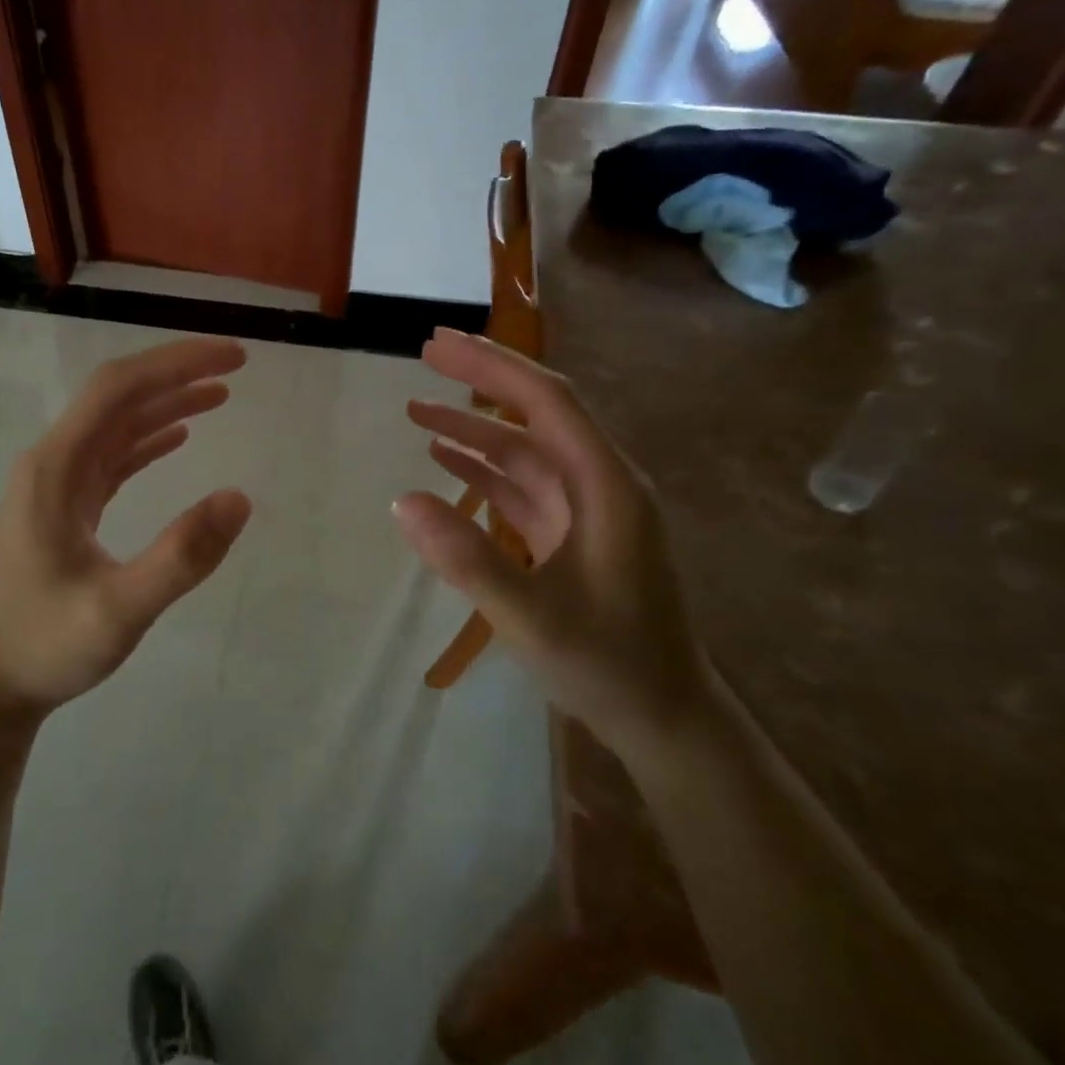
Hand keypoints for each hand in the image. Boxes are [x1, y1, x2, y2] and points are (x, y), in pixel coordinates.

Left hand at [0, 337, 252, 725]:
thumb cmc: (46, 644)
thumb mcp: (118, 611)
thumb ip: (180, 557)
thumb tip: (239, 498)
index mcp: (55, 468)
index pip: (118, 389)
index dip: (175, 364)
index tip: (232, 359)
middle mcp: (52, 463)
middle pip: (118, 397)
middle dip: (176, 374)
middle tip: (236, 367)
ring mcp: (57, 485)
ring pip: (116, 425)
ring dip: (166, 403)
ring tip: (220, 394)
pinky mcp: (65, 507)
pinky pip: (111, 457)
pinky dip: (148, 440)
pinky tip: (178, 437)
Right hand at [393, 328, 710, 763]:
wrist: (663, 719)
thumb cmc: (608, 664)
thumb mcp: (533, 618)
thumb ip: (467, 558)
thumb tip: (401, 500)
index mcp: (607, 486)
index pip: (548, 402)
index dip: (492, 366)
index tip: (438, 345)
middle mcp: (600, 484)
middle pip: (536, 414)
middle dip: (482, 379)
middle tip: (425, 354)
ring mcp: (586, 510)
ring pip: (523, 449)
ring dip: (473, 427)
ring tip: (416, 411)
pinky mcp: (570, 535)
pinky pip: (520, 486)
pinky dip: (481, 468)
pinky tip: (444, 461)